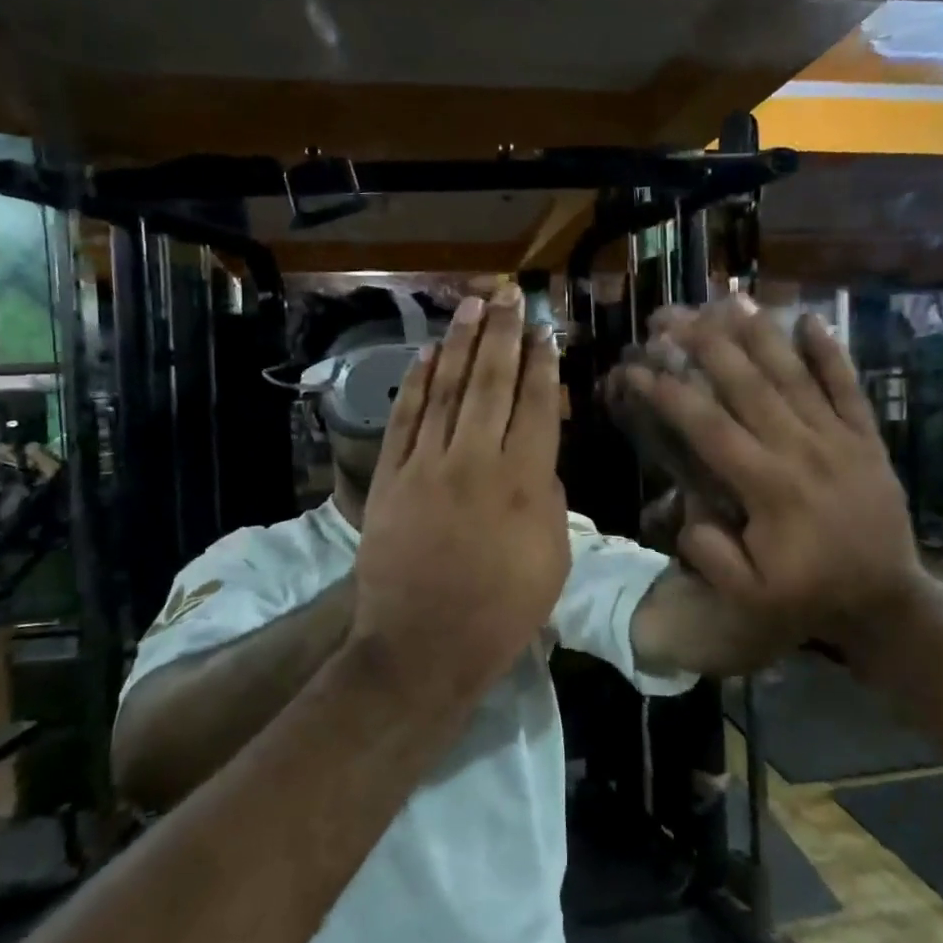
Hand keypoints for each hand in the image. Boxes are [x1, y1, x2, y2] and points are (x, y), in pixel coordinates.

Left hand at [352, 285, 569, 691]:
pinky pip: (405, 420)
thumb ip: (549, 500)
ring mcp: (426, 465)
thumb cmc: (501, 612)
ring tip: (471, 307)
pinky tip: (426, 355)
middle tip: (508, 296)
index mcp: (524, 482)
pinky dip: (416, 384)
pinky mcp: (390, 478)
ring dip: (459, 345)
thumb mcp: (552, 560)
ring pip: (446, 390)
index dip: (541, 364)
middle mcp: (475, 460)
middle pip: (491, 383)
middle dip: (502, 335)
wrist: (422, 646)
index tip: (544, 331)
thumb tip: (539, 461)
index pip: (535, 405)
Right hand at [613, 298, 923, 649]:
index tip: (636, 368)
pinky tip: (810, 319)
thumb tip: (687, 510)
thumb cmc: (811, 597)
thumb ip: (711, 554)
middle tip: (671, 317)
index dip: (668, 393)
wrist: (888, 600)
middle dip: (704, 345)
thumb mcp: (750, 597)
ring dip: (760, 334)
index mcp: (767, 486)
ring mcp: (838, 438)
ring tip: (728, 301)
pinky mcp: (866, 438)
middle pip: (747, 384)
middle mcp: (801, 449)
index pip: (708, 426)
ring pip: (794, 375)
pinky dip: (831, 352)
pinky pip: (848, 387)